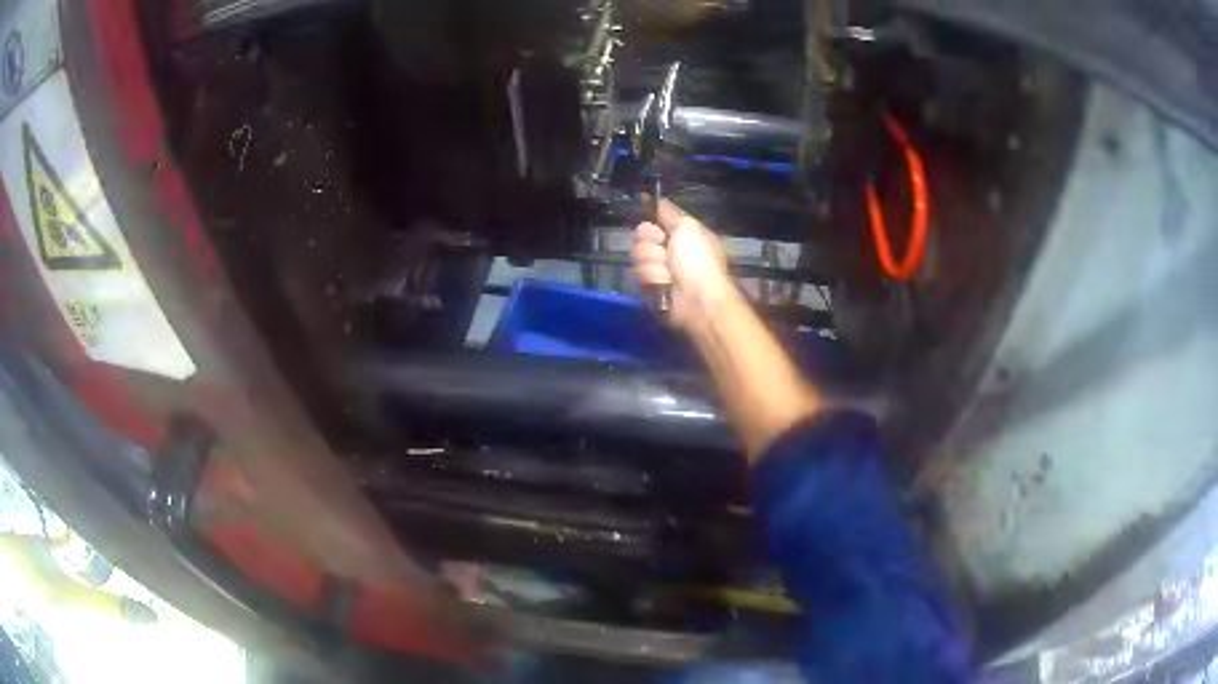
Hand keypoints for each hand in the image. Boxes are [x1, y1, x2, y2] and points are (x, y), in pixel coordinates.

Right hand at [631, 199, 732, 329]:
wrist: (698, 299)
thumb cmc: (698, 260)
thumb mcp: (688, 227)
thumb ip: (670, 212)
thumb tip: (657, 198)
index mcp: (682, 235)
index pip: (654, 223)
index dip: (652, 225)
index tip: (656, 228)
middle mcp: (670, 252)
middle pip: (641, 238)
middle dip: (650, 244)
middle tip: (664, 250)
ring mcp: (659, 271)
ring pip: (638, 257)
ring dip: (653, 264)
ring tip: (668, 273)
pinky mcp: (650, 289)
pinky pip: (638, 277)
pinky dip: (652, 279)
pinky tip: (664, 285)